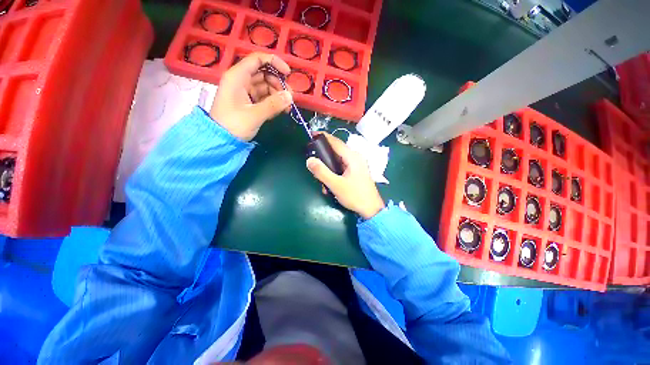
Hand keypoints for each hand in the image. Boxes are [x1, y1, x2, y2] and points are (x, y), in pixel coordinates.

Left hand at [210, 52, 292, 140]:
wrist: (220, 140)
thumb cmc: (233, 125)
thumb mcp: (254, 115)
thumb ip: (273, 104)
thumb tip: (290, 96)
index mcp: (237, 76)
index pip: (257, 59)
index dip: (274, 62)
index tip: (288, 74)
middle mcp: (241, 80)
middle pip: (264, 73)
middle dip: (279, 84)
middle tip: (289, 98)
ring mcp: (245, 91)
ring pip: (266, 86)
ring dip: (278, 95)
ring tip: (287, 108)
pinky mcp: (248, 102)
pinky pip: (264, 97)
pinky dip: (273, 102)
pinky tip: (281, 111)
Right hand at [306, 133, 384, 218]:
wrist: (372, 210)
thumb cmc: (355, 196)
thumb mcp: (336, 185)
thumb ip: (322, 172)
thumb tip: (309, 160)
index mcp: (353, 157)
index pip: (336, 142)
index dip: (324, 137)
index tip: (312, 135)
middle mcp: (355, 158)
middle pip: (336, 152)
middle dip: (324, 161)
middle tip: (315, 169)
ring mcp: (356, 165)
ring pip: (337, 162)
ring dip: (328, 171)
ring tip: (324, 185)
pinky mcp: (356, 172)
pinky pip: (341, 169)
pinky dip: (334, 175)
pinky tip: (331, 187)